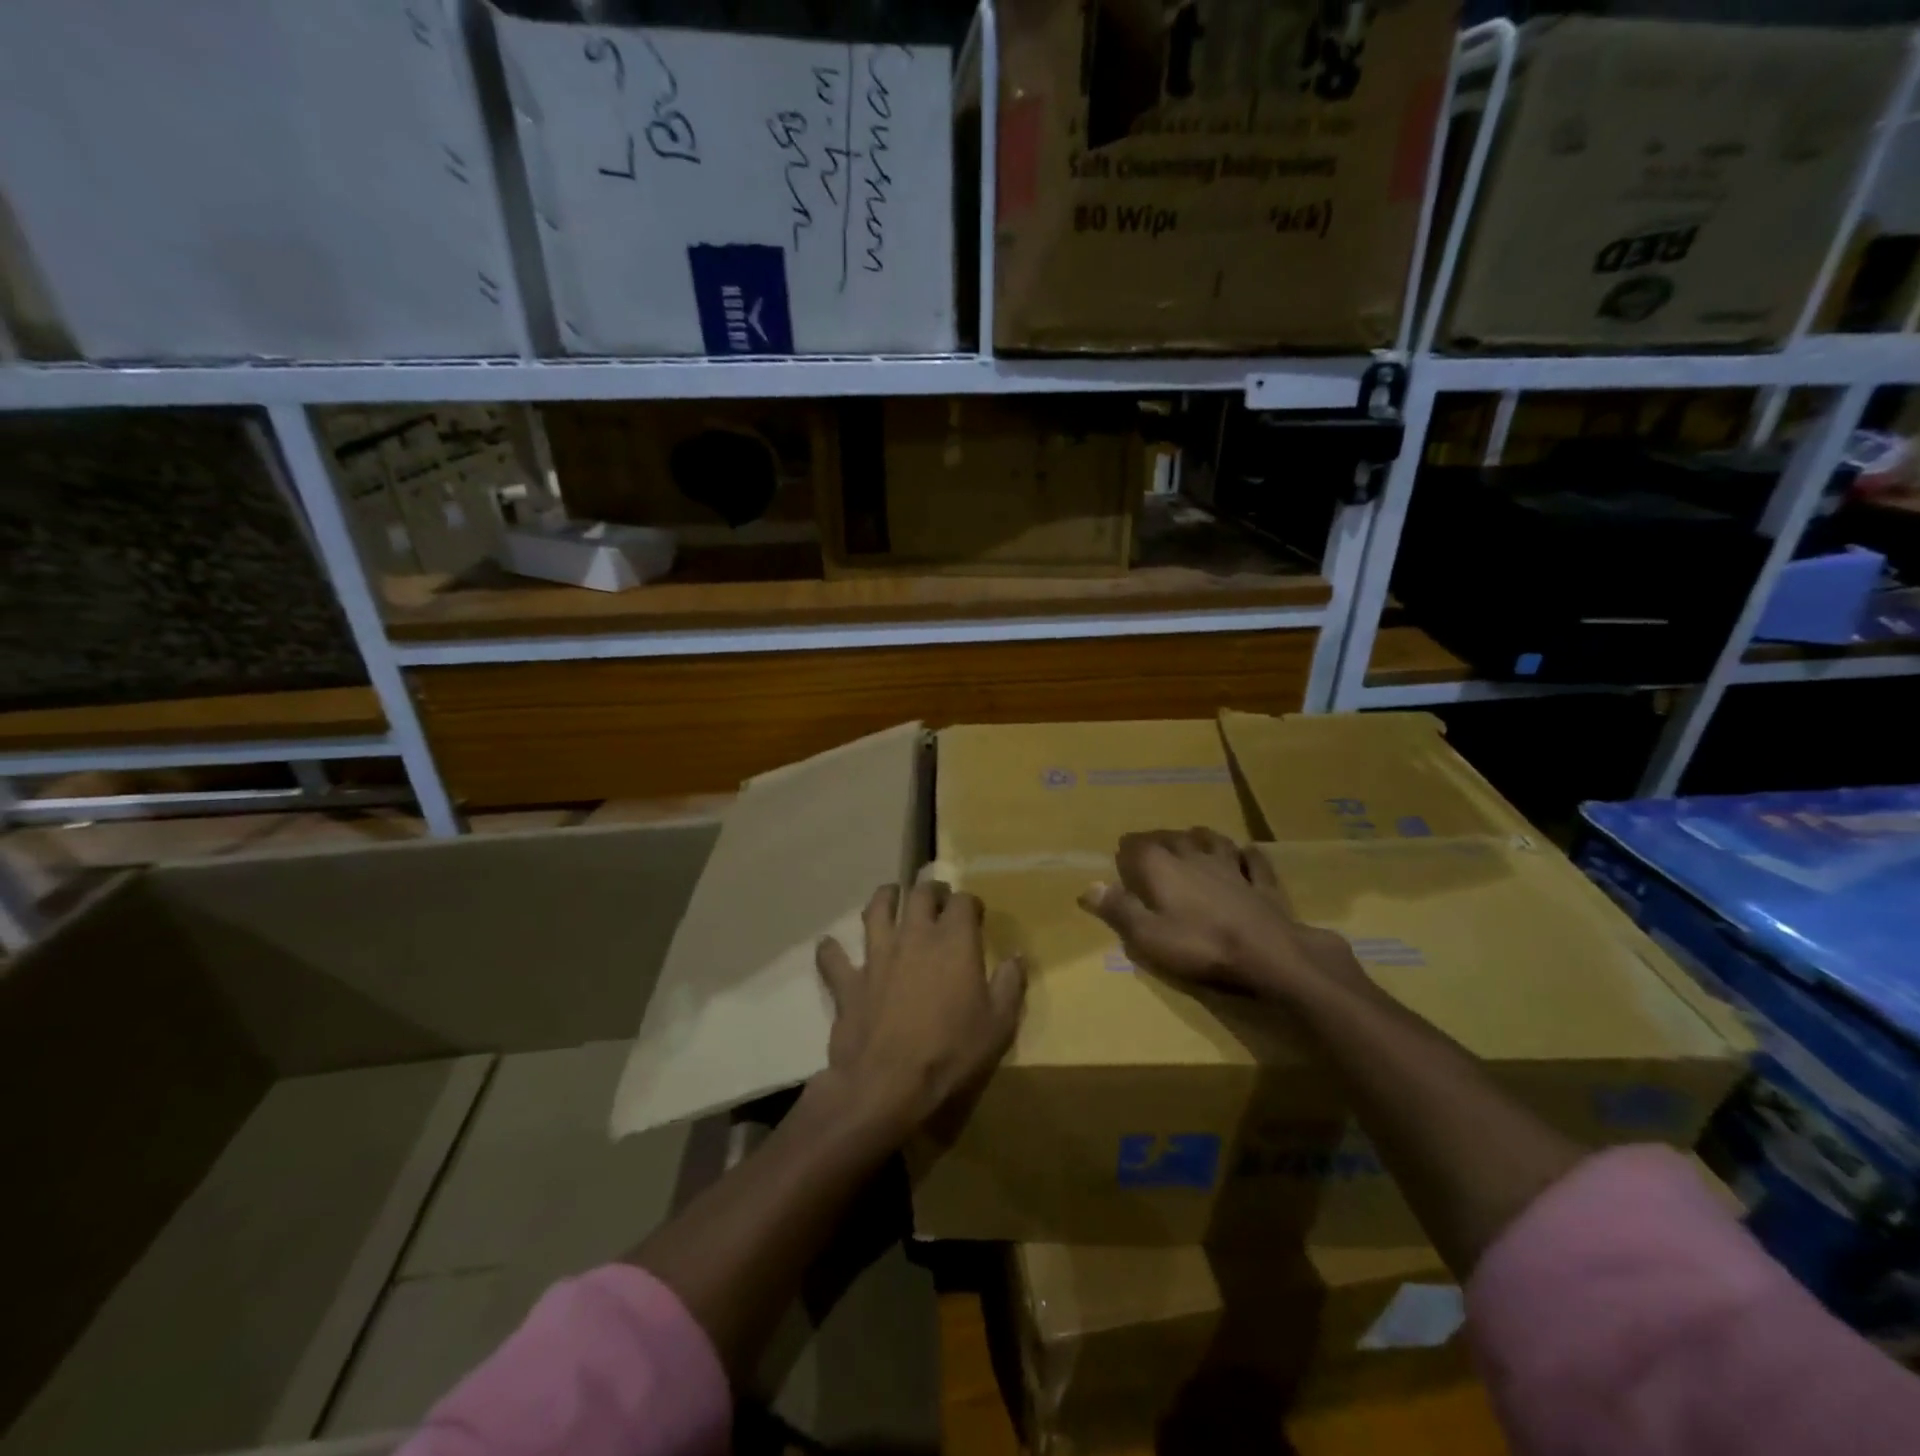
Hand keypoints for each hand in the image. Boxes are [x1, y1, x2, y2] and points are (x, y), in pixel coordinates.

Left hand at [815, 881, 1025, 1136]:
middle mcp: (914, 936)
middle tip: (936, 898)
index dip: (970, 903)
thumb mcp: (999, 1025)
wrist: (887, 1085)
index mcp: (953, 941)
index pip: (963, 901)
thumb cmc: (951, 1053)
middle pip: (919, 894)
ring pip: (876, 910)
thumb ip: (1010, 985)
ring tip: (890, 896)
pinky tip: (829, 946)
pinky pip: (833, 957)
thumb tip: (1016, 956)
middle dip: (930, 890)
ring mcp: (877, 956)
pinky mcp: (848, 981)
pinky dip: (831, 950)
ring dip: (885, 898)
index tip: (974, 913)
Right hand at [1078, 828, 1368, 1003]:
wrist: (1268, 953)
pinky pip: (1254, 862)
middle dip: (1158, 838)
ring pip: (1213, 842)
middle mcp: (1195, 858)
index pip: (1138, 848)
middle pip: (1173, 839)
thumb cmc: (1199, 945)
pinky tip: (1247, 852)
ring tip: (1192, 836)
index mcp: (1163, 868)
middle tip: (1150, 842)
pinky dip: (1247, 855)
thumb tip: (1088, 886)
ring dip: (1200, 837)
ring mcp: (1232, 868)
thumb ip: (1118, 909)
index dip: (1127, 849)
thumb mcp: (1147, 936)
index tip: (1120, 851)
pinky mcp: (1261, 885)